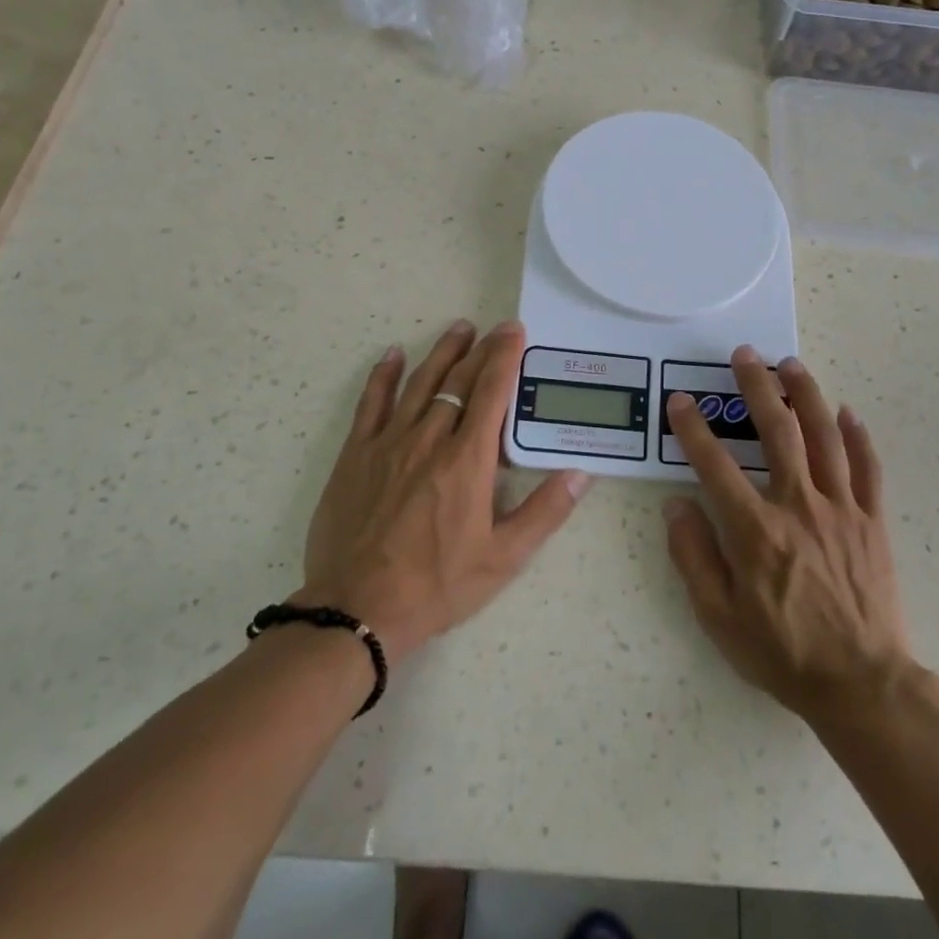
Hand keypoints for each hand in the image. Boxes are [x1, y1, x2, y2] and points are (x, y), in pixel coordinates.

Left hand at [298, 319, 589, 666]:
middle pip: (458, 381)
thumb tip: (582, 473)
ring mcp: (388, 443)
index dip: (505, 358)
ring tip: (459, 328)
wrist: (358, 609)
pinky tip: (394, 355)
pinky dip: (384, 375)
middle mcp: (429, 439)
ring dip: (442, 353)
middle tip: (497, 328)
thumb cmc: (437, 585)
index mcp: (467, 460)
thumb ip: (545, 512)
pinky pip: (371, 403)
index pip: (492, 393)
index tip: (515, 332)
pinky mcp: (356, 454)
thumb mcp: (503, 558)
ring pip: (419, 383)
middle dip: (481, 350)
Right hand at [663, 347, 913, 724]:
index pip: (715, 465)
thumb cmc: (781, 652)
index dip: (693, 428)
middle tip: (745, 355)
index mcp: (756, 530)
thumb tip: (676, 506)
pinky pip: (868, 469)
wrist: (861, 684)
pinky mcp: (873, 522)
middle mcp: (798, 507)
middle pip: (777, 432)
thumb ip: (693, 556)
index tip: (681, 401)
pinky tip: (847, 412)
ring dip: (806, 395)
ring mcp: (841, 510)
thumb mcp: (718, 616)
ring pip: (825, 437)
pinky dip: (858, 436)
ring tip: (791, 364)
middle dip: (756, 388)